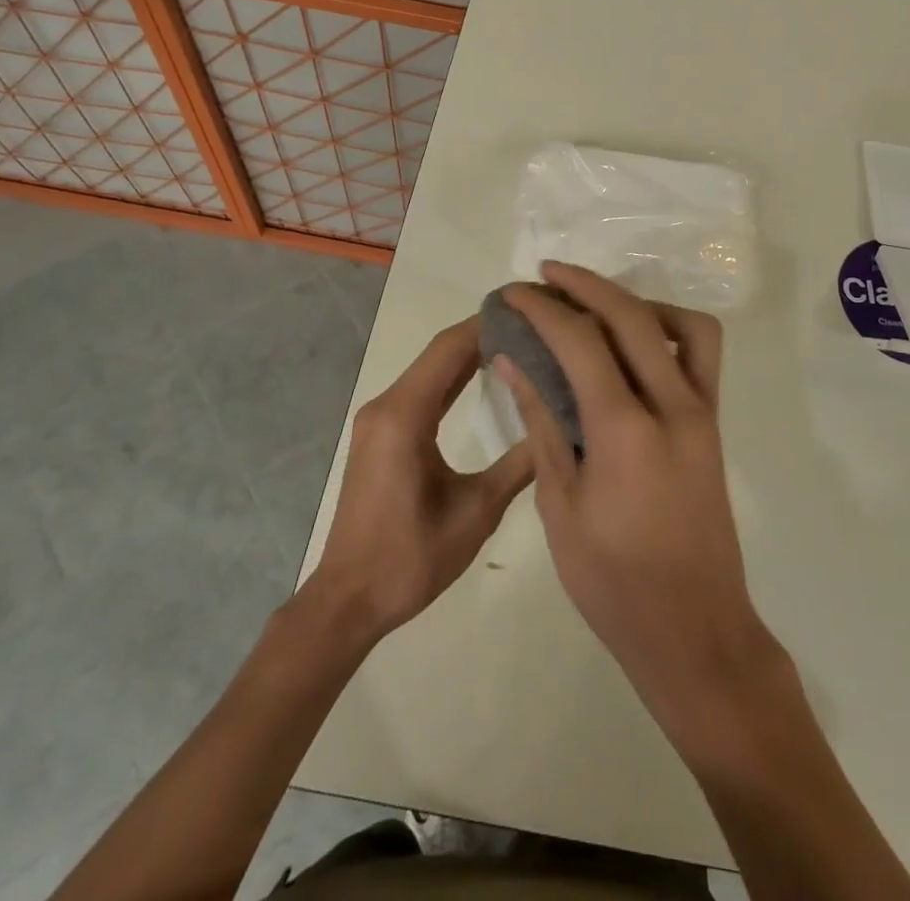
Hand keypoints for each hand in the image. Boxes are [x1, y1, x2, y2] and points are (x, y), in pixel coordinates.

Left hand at [304, 316, 534, 646]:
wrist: (350, 599)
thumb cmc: (412, 558)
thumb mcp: (476, 513)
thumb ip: (518, 466)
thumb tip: (560, 428)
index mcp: (405, 416)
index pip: (450, 349)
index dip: (488, 324)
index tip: (529, 309)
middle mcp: (386, 406)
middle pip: (439, 354)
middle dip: (483, 334)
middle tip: (532, 324)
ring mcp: (378, 419)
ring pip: (429, 371)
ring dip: (468, 355)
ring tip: (516, 343)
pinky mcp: (379, 435)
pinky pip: (420, 392)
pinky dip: (451, 379)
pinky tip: (481, 377)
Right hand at [498, 265, 775, 725]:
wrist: (694, 632)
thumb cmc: (613, 582)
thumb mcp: (560, 506)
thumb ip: (542, 422)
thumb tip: (513, 362)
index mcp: (625, 431)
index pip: (580, 341)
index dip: (542, 309)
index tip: (513, 294)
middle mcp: (673, 406)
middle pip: (631, 315)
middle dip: (584, 284)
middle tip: (546, 275)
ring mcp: (702, 413)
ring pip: (681, 324)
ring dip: (634, 301)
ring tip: (594, 306)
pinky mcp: (714, 424)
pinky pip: (700, 354)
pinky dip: (667, 329)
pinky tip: (632, 347)